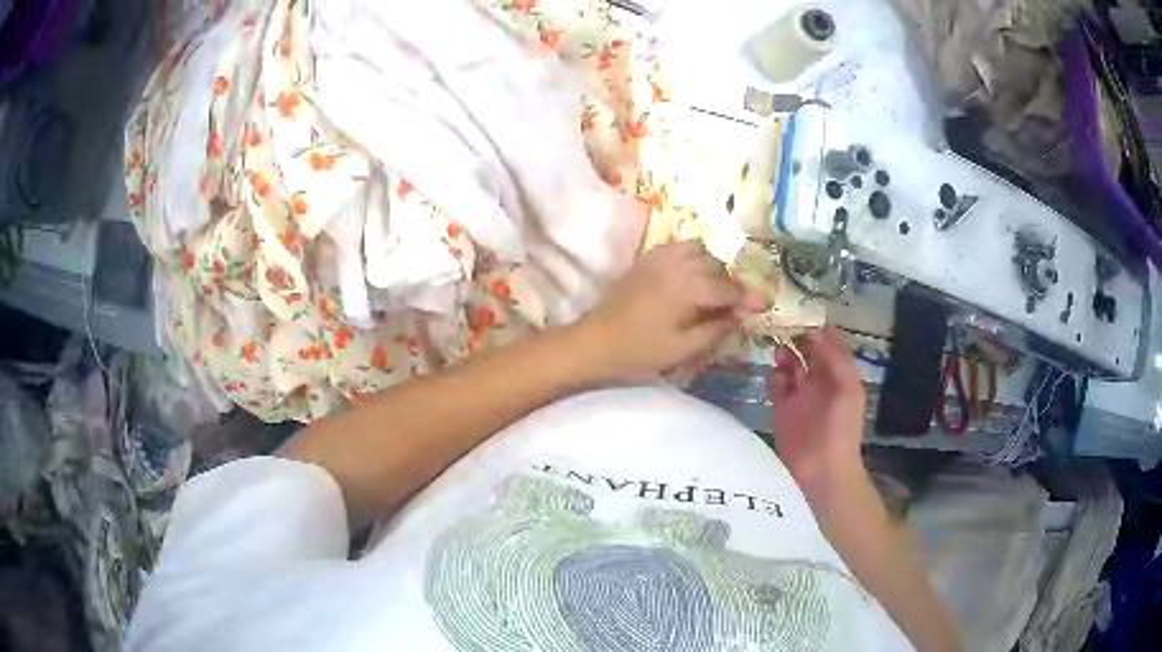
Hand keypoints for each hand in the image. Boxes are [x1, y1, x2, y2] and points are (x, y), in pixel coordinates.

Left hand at [578, 241, 764, 381]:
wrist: (595, 342)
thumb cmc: (639, 351)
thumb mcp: (682, 348)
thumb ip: (715, 329)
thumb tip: (737, 315)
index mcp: (687, 288)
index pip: (728, 288)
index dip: (748, 298)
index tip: (763, 305)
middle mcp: (676, 265)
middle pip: (715, 265)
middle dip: (729, 283)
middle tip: (733, 305)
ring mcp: (658, 258)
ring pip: (697, 250)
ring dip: (710, 266)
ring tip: (711, 289)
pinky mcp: (645, 259)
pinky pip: (677, 248)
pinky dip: (690, 258)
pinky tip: (689, 278)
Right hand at [769, 326, 866, 489]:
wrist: (822, 471)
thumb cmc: (841, 428)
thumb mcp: (848, 387)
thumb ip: (835, 357)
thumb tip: (816, 328)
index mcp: (839, 373)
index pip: (827, 342)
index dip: (816, 326)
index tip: (800, 309)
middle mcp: (820, 380)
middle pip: (806, 349)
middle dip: (796, 336)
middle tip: (780, 321)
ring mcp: (800, 395)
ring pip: (790, 364)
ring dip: (784, 354)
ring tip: (778, 349)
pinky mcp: (781, 409)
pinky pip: (776, 384)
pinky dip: (775, 376)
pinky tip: (777, 375)